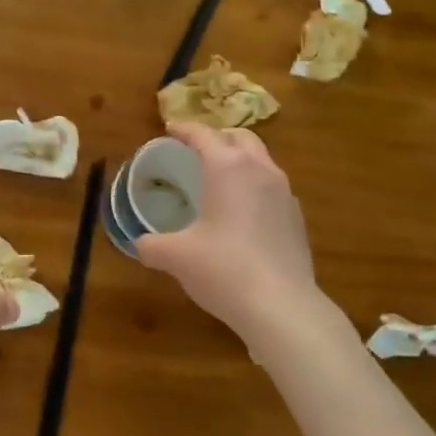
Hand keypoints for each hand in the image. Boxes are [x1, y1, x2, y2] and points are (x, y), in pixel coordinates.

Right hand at [136, 123, 319, 338]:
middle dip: (218, 137)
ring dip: (240, 159)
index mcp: (227, 167)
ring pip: (261, 160)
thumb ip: (152, 245)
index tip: (170, 129)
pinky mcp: (296, 217)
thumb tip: (139, 243)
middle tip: (198, 149)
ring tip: (221, 178)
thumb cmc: (223, 269)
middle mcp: (259, 170)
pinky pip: (273, 187)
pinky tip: (243, 211)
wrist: (282, 306)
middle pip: (240, 137)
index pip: (203, 135)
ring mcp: (284, 192)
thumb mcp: (176, 257)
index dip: (184, 129)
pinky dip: (255, 186)